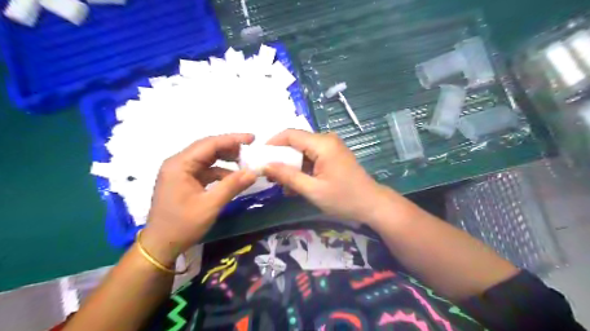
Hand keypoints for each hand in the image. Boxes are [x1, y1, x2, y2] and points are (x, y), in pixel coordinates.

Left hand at [140, 133, 257, 264]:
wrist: (161, 245)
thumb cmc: (182, 225)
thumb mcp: (210, 205)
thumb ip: (232, 186)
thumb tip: (254, 172)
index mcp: (179, 165)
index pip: (209, 144)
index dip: (232, 139)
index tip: (252, 138)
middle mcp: (178, 163)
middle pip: (207, 148)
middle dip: (230, 148)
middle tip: (251, 150)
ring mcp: (180, 172)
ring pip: (207, 158)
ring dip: (226, 159)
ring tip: (245, 162)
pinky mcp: (184, 181)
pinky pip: (205, 170)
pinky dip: (220, 171)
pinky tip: (233, 177)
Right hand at [263, 128, 396, 221]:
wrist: (372, 204)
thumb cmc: (344, 198)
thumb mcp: (312, 190)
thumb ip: (287, 176)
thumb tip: (265, 166)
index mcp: (322, 144)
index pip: (290, 134)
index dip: (272, 143)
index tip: (260, 158)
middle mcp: (326, 140)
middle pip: (296, 142)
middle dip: (281, 158)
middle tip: (270, 176)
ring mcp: (330, 147)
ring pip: (302, 151)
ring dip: (291, 166)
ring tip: (282, 185)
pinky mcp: (332, 156)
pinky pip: (311, 158)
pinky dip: (302, 169)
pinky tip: (295, 185)